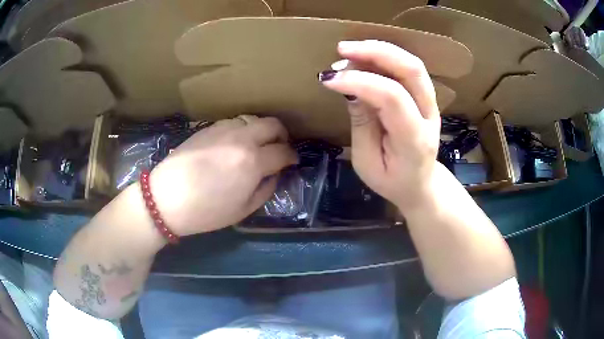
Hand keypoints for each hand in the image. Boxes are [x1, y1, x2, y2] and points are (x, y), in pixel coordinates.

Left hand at [149, 115, 297, 235]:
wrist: (166, 198)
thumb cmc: (206, 211)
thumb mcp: (243, 209)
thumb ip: (266, 188)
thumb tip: (275, 173)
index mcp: (253, 162)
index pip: (283, 151)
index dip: (291, 156)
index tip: (292, 161)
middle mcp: (241, 139)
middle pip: (272, 124)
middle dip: (281, 135)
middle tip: (278, 148)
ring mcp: (223, 129)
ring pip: (252, 120)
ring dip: (259, 131)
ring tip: (254, 146)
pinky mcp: (207, 128)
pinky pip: (233, 123)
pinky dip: (241, 131)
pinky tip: (232, 145)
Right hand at [319, 40, 440, 211]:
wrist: (421, 185)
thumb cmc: (392, 181)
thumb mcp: (368, 163)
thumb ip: (361, 124)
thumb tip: (350, 88)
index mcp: (414, 139)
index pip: (392, 97)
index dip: (360, 81)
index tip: (329, 79)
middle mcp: (429, 115)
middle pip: (411, 69)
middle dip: (375, 52)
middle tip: (342, 50)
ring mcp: (432, 103)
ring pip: (412, 64)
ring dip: (380, 49)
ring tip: (349, 50)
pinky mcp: (426, 97)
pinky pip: (408, 68)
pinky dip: (385, 56)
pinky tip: (364, 56)